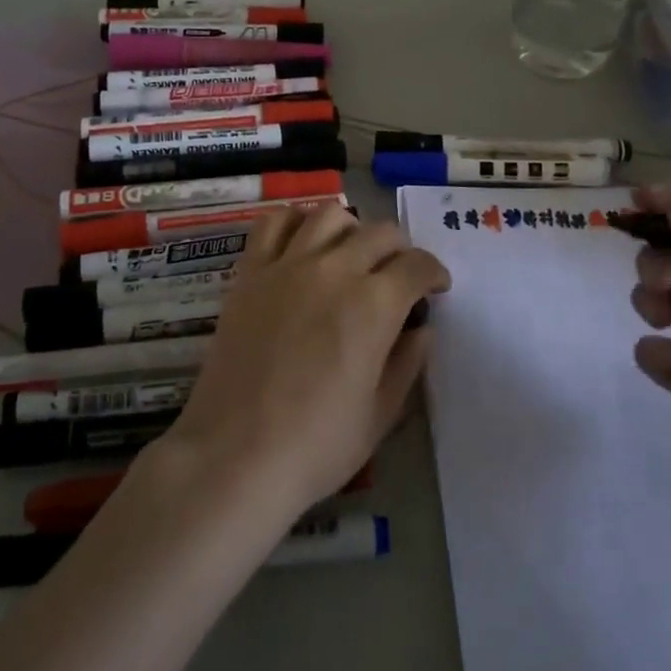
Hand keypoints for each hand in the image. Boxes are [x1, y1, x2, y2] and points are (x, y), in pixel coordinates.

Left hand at [164, 204, 451, 520]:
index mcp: (374, 305)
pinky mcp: (250, 272)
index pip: (417, 265)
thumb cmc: (316, 446)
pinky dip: (295, 221)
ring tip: (350, 254)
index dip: (434, 273)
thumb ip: (407, 364)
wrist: (234, 455)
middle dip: (400, 250)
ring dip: (352, 229)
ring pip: (330, 214)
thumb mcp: (380, 415)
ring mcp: (287, 266)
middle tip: (398, 276)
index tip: (436, 288)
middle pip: (380, 233)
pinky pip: (274, 223)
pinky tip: (302, 243)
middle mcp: (334, 271)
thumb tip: (422, 330)